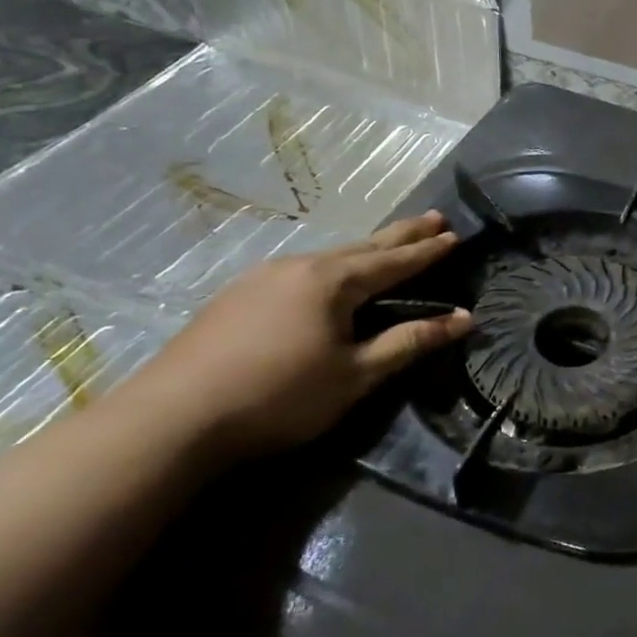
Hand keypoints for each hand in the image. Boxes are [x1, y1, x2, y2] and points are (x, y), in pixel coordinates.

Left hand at [119, 212, 470, 461]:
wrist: (171, 419)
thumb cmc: (280, 395)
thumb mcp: (356, 374)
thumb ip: (411, 342)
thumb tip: (465, 318)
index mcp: (332, 281)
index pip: (394, 260)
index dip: (427, 250)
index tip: (455, 235)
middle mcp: (299, 267)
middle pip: (363, 247)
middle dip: (401, 234)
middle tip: (433, 217)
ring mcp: (261, 278)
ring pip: (329, 257)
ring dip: (365, 250)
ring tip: (387, 246)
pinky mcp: (235, 297)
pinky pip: (300, 271)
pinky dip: (332, 267)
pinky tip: (326, 278)